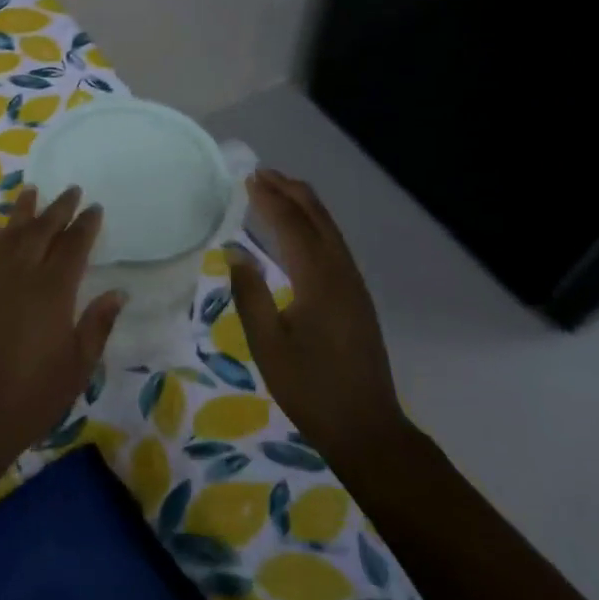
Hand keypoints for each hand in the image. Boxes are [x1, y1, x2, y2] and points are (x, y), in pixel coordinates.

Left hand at [0, 186, 122, 478]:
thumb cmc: (32, 396)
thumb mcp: (77, 366)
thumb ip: (97, 325)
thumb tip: (118, 293)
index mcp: (52, 290)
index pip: (73, 246)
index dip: (85, 225)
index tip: (94, 208)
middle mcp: (20, 275)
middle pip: (40, 230)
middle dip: (57, 208)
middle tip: (70, 190)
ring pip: (8, 234)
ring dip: (22, 212)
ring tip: (31, 191)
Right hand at [225, 168, 405, 463]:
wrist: (365, 426)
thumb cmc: (309, 387)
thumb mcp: (267, 343)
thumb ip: (250, 293)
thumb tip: (234, 250)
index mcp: (318, 280)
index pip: (292, 225)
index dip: (270, 199)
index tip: (248, 178)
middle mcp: (341, 273)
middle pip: (318, 219)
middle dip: (291, 192)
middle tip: (262, 173)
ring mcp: (353, 285)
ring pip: (330, 231)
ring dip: (305, 206)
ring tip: (279, 190)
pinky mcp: (356, 297)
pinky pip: (334, 246)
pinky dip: (315, 225)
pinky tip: (301, 231)